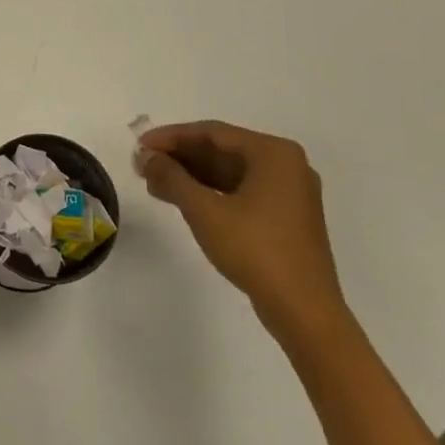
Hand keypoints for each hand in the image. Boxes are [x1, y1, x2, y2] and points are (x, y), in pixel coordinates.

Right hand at [135, 120, 344, 344]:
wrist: (304, 311)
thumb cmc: (255, 250)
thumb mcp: (205, 211)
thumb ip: (172, 177)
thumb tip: (147, 157)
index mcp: (274, 153)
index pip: (212, 132)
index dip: (171, 137)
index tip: (140, 146)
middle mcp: (286, 165)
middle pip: (222, 150)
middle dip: (180, 157)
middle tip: (143, 166)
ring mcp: (289, 192)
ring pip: (230, 172)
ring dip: (192, 176)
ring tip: (154, 184)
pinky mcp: (286, 217)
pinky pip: (241, 191)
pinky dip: (211, 193)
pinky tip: (182, 200)